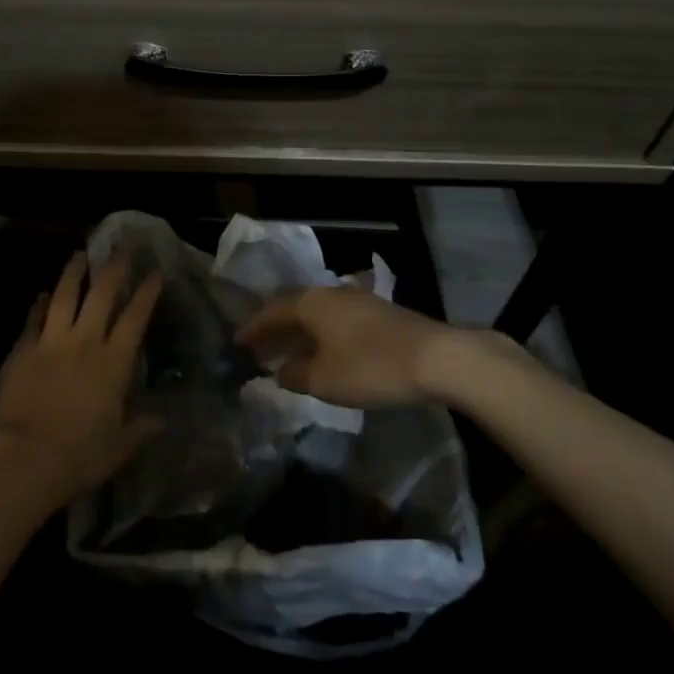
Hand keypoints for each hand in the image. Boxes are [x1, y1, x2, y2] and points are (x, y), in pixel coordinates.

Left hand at [0, 253, 162, 504]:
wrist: (26, 457)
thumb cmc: (80, 455)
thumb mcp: (119, 447)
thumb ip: (140, 428)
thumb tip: (162, 420)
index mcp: (113, 364)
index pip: (135, 319)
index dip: (146, 293)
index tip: (154, 272)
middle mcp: (85, 343)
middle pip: (101, 296)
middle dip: (113, 269)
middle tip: (120, 247)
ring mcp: (51, 343)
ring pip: (64, 297)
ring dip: (73, 273)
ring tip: (79, 253)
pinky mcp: (22, 350)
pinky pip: (33, 320)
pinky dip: (39, 304)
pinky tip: (43, 294)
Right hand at [236, 286, 481, 407]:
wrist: (437, 358)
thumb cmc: (371, 367)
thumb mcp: (324, 380)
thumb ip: (295, 375)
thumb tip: (279, 371)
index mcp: (311, 303)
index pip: (272, 312)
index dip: (253, 329)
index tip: (236, 342)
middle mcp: (330, 294)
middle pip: (294, 310)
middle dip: (275, 330)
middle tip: (258, 349)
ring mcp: (357, 301)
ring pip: (317, 315)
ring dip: (300, 333)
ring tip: (288, 353)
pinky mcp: (379, 313)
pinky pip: (336, 321)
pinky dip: (322, 335)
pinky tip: (324, 352)